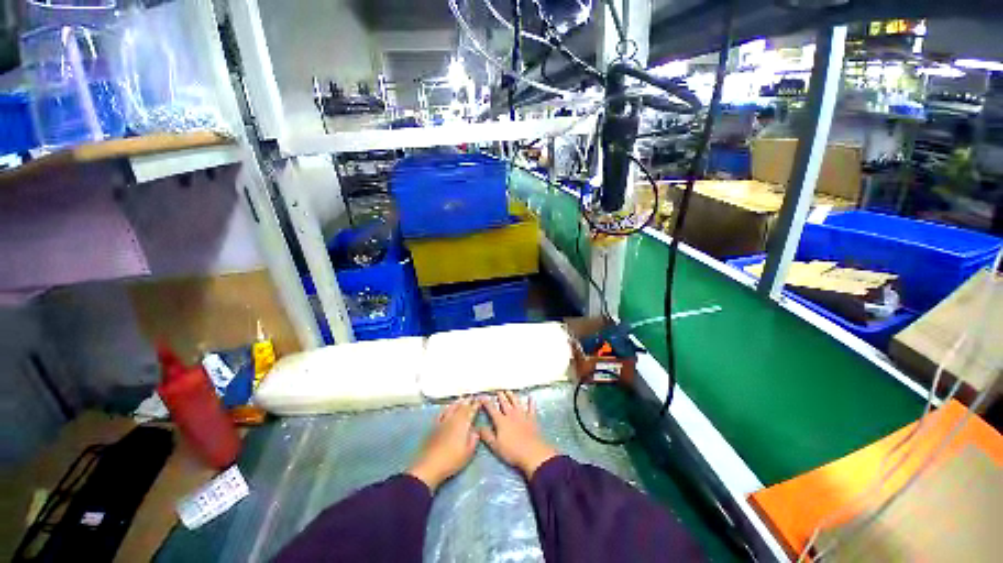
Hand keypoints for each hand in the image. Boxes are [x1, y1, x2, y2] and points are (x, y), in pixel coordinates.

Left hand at [407, 398, 478, 491]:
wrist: (430, 465)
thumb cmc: (452, 460)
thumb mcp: (468, 453)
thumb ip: (474, 440)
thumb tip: (476, 431)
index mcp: (463, 424)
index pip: (471, 411)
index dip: (476, 404)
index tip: (480, 399)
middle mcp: (453, 419)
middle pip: (461, 407)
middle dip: (468, 401)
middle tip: (472, 396)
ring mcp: (443, 421)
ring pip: (451, 408)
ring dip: (458, 402)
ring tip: (462, 399)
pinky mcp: (434, 426)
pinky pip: (441, 413)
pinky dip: (446, 409)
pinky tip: (446, 409)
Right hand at [478, 391, 557, 478]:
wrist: (532, 452)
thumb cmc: (512, 451)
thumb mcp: (495, 446)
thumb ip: (486, 435)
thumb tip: (477, 427)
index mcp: (501, 421)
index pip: (492, 409)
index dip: (486, 402)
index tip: (482, 396)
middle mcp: (511, 414)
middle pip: (504, 402)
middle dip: (500, 396)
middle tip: (497, 390)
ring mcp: (523, 414)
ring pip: (516, 402)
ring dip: (512, 395)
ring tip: (508, 391)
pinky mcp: (532, 418)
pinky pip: (531, 407)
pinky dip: (531, 402)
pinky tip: (530, 397)